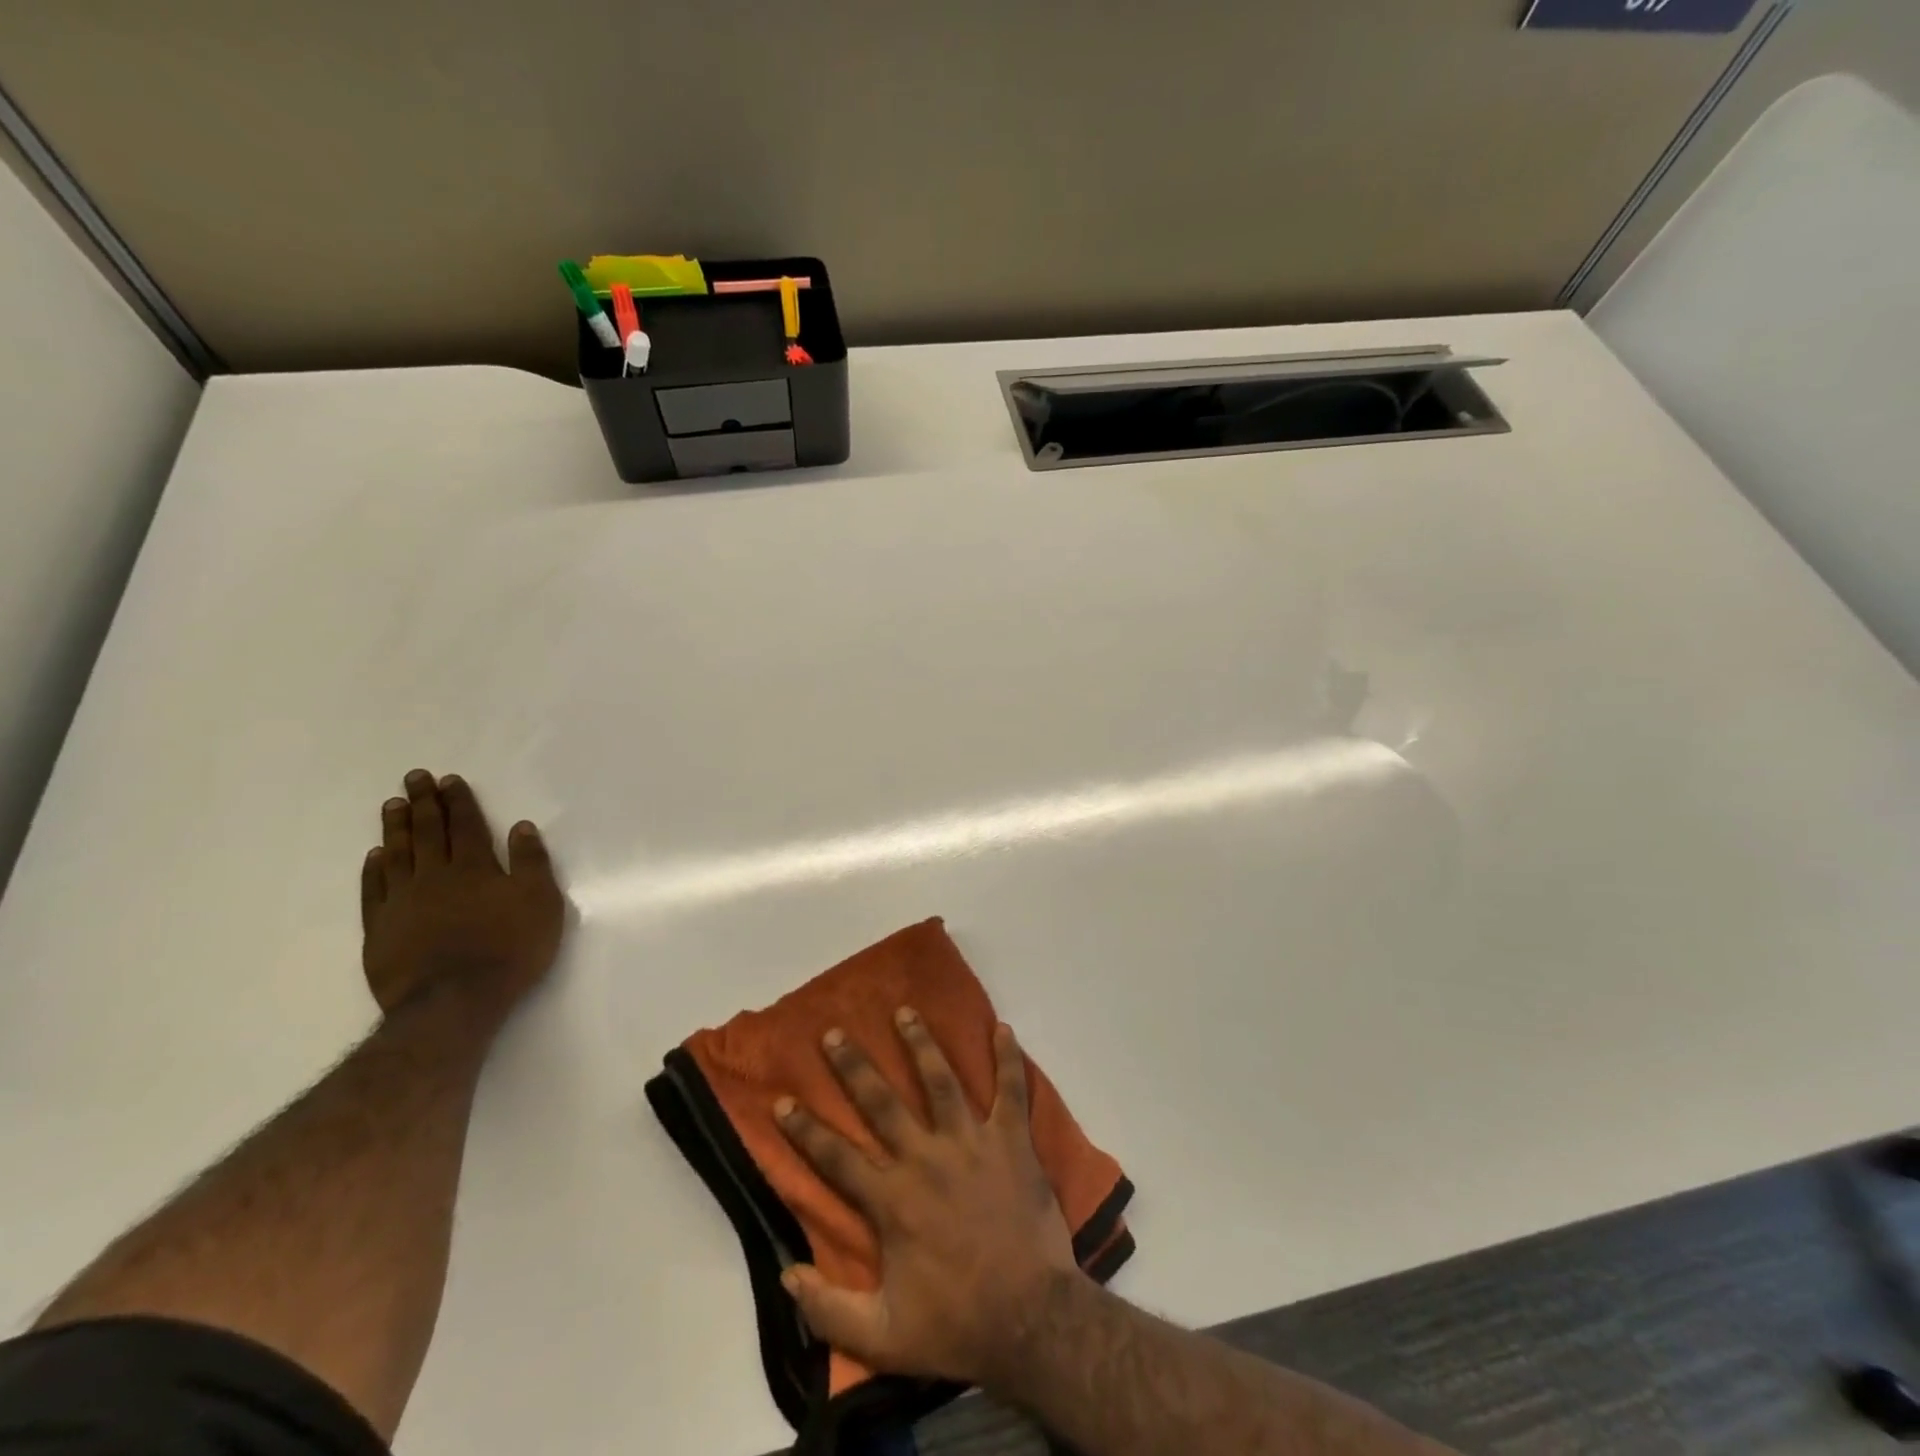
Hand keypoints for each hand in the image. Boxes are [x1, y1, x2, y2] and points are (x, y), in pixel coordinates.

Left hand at [360, 770, 565, 1023]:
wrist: (454, 1002)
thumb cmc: (509, 949)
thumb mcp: (540, 903)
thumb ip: (531, 863)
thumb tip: (521, 827)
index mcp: (475, 867)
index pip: (466, 825)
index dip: (458, 801)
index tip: (448, 780)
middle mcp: (435, 876)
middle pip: (427, 832)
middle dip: (423, 803)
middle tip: (414, 777)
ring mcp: (403, 902)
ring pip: (397, 855)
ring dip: (395, 828)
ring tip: (392, 805)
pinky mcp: (381, 929)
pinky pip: (375, 890)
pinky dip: (375, 870)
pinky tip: (375, 856)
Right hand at [774, 1010, 1078, 1387]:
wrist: (1032, 1322)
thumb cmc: (957, 1327)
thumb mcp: (882, 1337)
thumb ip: (829, 1309)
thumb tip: (785, 1275)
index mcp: (892, 1200)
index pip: (836, 1157)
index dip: (804, 1130)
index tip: (783, 1099)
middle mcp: (926, 1158)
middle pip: (882, 1102)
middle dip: (854, 1066)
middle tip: (835, 1032)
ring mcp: (971, 1144)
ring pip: (941, 1081)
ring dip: (921, 1044)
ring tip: (905, 1012)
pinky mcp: (1011, 1142)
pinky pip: (1011, 1092)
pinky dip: (1009, 1059)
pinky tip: (1003, 1028)